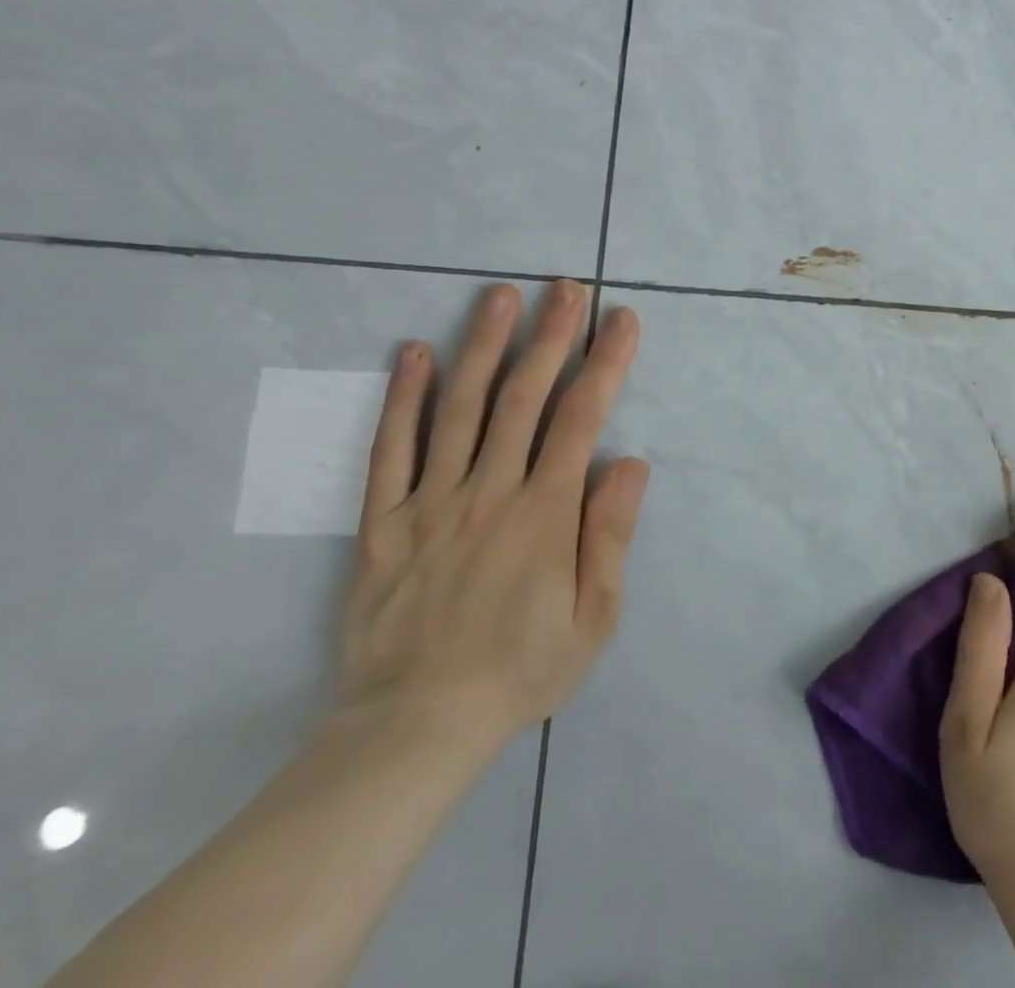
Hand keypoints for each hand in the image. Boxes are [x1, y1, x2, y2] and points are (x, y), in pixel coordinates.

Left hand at [337, 279, 647, 754]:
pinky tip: (414, 352)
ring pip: (460, 408)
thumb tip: (630, 462)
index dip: (605, 363)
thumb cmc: (521, 669)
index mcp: (544, 512)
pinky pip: (391, 449)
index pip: (582, 418)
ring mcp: (431, 501)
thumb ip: (610, 535)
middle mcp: (489, 491)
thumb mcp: (594, 618)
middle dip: (551, 336)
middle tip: (566, 287)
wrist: (415, 727)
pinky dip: (402, 397)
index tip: (621, 320)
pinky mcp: (384, 521)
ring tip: (501, 296)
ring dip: (484, 346)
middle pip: (523, 397)